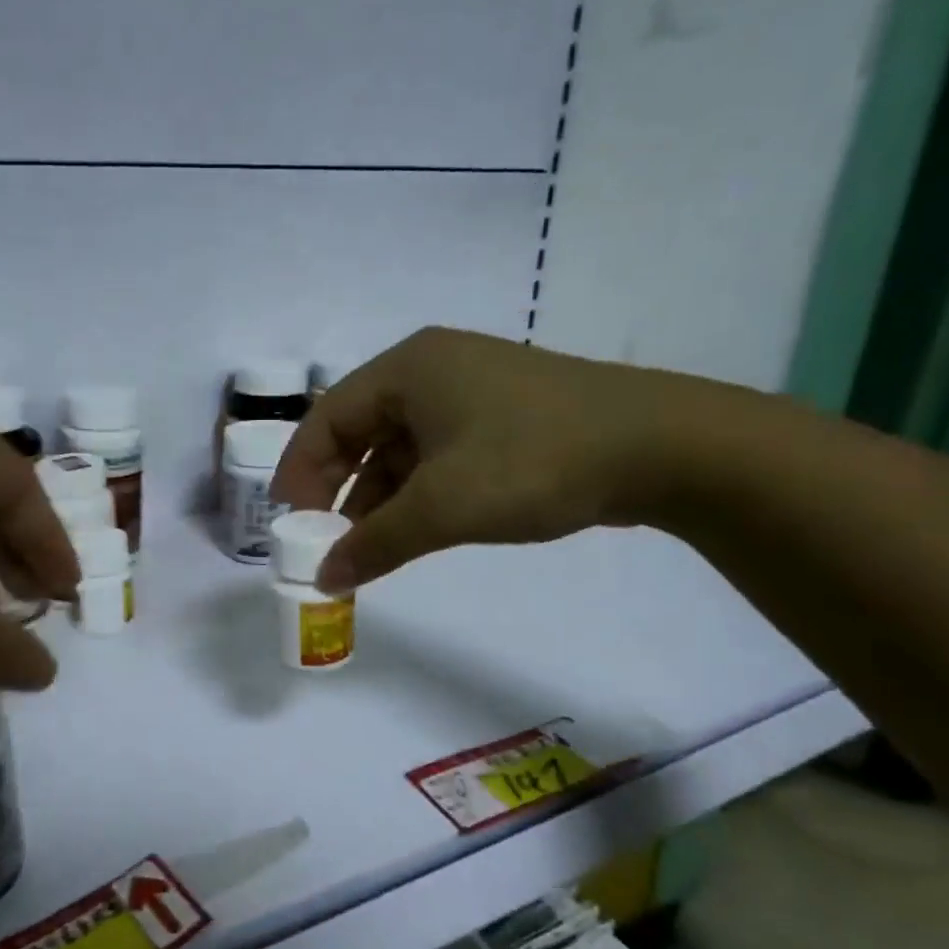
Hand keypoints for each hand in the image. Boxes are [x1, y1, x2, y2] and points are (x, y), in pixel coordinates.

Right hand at [271, 327, 712, 591]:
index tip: (288, 524)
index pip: (326, 419)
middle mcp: (433, 371)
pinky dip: (416, 494)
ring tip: (366, 548)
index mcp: (408, 369)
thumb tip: (324, 579)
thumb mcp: (443, 507)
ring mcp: (471, 394)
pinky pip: (436, 455)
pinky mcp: (501, 419)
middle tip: (324, 541)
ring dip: (378, 498)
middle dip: (338, 489)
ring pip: (400, 448)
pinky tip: (413, 531)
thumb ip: (375, 543)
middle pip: (359, 431)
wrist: (660, 447)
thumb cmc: (532, 462)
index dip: (298, 472)